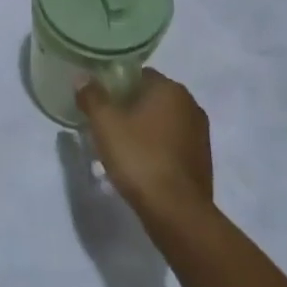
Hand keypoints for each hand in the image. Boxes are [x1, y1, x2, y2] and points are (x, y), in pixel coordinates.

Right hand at [76, 69, 212, 229]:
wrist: (176, 212)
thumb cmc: (139, 157)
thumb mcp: (105, 123)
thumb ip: (92, 96)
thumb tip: (83, 77)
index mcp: (170, 89)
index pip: (139, 74)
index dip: (116, 85)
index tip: (99, 101)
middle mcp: (191, 105)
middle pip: (151, 97)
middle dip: (129, 107)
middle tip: (106, 124)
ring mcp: (200, 134)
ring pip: (163, 121)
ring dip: (144, 128)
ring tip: (121, 146)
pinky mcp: (202, 160)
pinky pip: (173, 143)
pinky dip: (157, 147)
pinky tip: (141, 164)